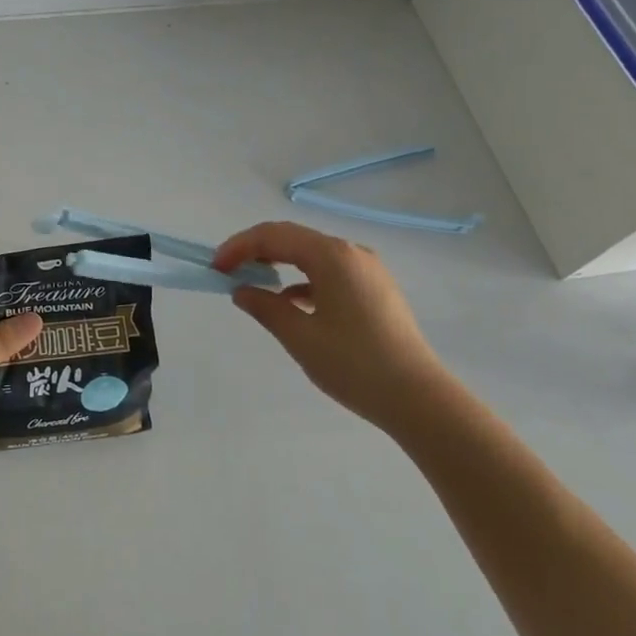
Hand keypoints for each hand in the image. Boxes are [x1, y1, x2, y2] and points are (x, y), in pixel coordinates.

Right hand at [214, 221, 445, 427]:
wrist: (419, 399)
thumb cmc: (354, 365)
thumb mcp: (300, 337)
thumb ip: (265, 307)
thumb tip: (242, 291)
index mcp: (332, 256)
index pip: (274, 236)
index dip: (239, 247)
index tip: (216, 267)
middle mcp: (352, 252)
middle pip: (294, 239)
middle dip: (257, 252)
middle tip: (229, 271)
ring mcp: (368, 270)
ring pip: (312, 255)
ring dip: (280, 265)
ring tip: (255, 286)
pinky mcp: (376, 289)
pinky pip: (330, 272)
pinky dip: (304, 280)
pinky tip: (292, 303)